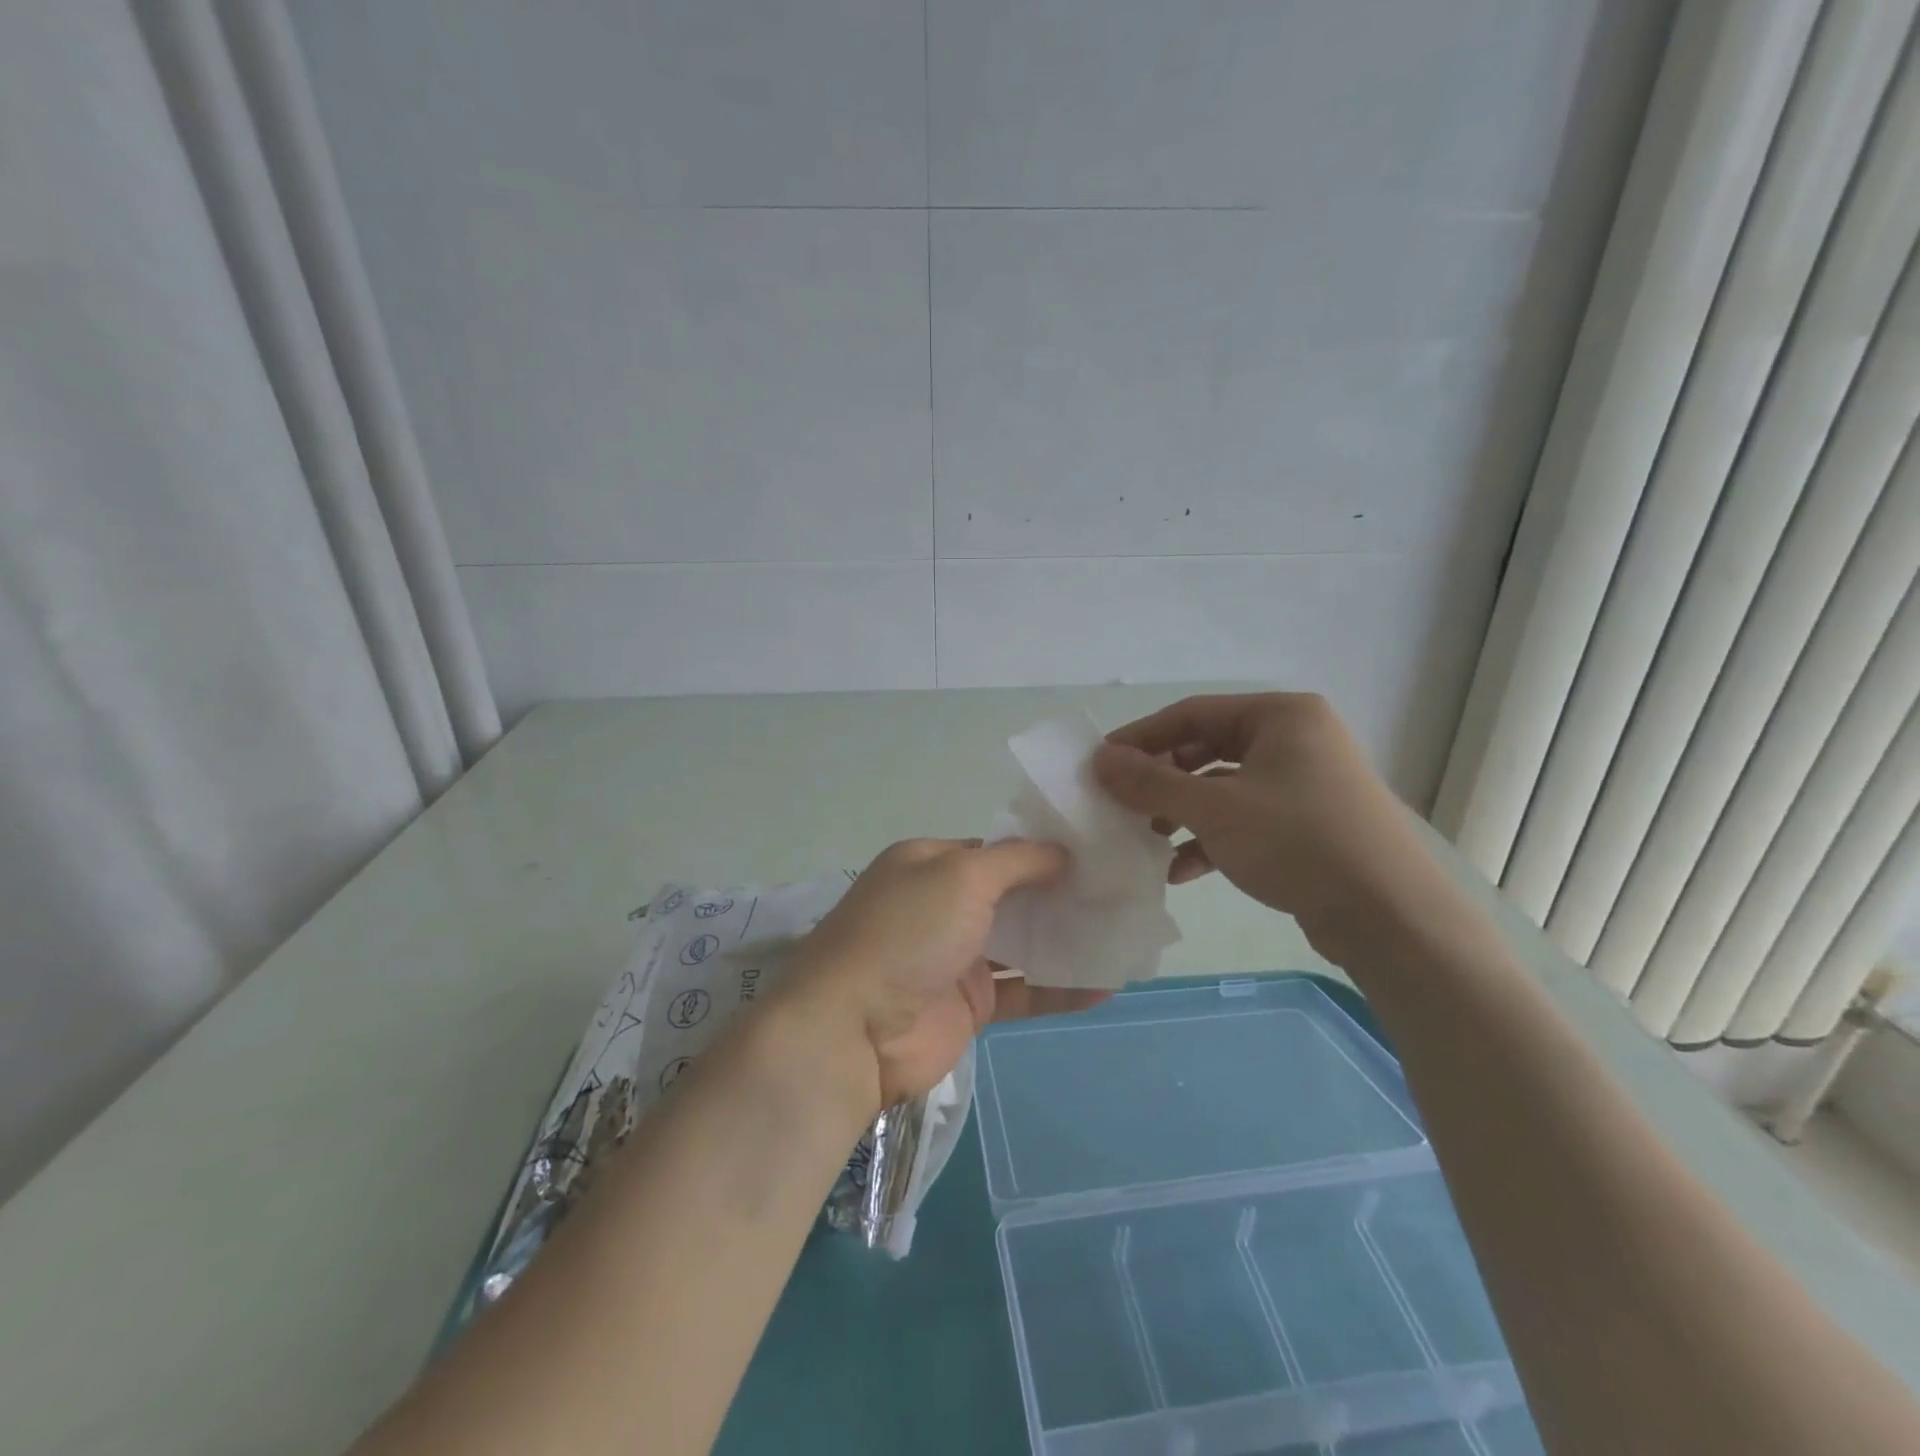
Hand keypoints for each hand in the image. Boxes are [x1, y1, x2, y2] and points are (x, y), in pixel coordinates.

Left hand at [783, 838, 1102, 1106]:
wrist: (853, 1031)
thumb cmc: (907, 932)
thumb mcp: (961, 875)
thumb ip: (1016, 861)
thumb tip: (1062, 851)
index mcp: (929, 864)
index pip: (994, 850)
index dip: (1042, 850)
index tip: (1095, 851)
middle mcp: (942, 906)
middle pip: (1013, 896)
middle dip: (1061, 894)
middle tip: (1121, 891)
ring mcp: (956, 958)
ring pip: (1022, 944)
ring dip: (1066, 940)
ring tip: (1124, 933)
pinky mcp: (970, 1006)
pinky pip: (1024, 992)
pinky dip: (1061, 989)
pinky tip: (1106, 986)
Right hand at [1092, 694, 1433, 950]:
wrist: (1389, 916)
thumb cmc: (1298, 841)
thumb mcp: (1214, 809)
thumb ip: (1151, 783)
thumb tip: (1099, 760)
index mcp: (1280, 715)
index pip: (1192, 713)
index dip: (1141, 737)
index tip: (1101, 763)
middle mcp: (1295, 739)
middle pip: (1206, 749)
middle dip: (1162, 779)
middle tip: (1121, 802)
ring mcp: (1304, 783)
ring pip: (1223, 787)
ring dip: (1182, 812)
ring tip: (1146, 837)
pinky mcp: (1308, 824)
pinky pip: (1245, 819)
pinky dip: (1210, 839)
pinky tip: (1181, 870)